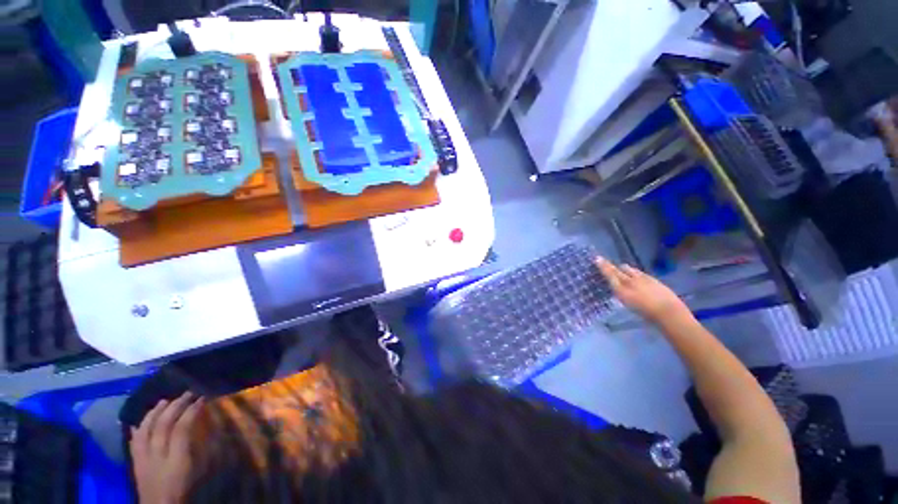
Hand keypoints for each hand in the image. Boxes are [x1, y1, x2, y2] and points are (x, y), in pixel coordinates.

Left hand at [130, 392, 202, 503]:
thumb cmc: (188, 490)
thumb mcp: (201, 474)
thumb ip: (204, 451)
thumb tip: (212, 427)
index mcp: (177, 460)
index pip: (181, 429)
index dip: (192, 411)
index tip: (203, 398)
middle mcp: (157, 457)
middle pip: (162, 426)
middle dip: (175, 407)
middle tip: (187, 393)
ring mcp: (143, 460)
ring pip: (145, 431)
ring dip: (155, 413)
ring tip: (164, 401)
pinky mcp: (135, 464)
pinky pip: (133, 442)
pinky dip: (137, 429)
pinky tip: (138, 421)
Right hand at [595, 257, 690, 323]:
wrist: (669, 312)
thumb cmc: (646, 314)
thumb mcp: (628, 305)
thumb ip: (621, 293)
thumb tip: (617, 287)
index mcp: (621, 290)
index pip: (610, 274)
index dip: (603, 266)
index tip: (597, 258)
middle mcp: (630, 281)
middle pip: (617, 270)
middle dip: (610, 266)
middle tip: (604, 262)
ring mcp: (642, 278)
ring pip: (628, 269)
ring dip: (623, 269)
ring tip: (620, 269)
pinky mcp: (652, 278)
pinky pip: (638, 272)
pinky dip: (634, 272)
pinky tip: (636, 276)